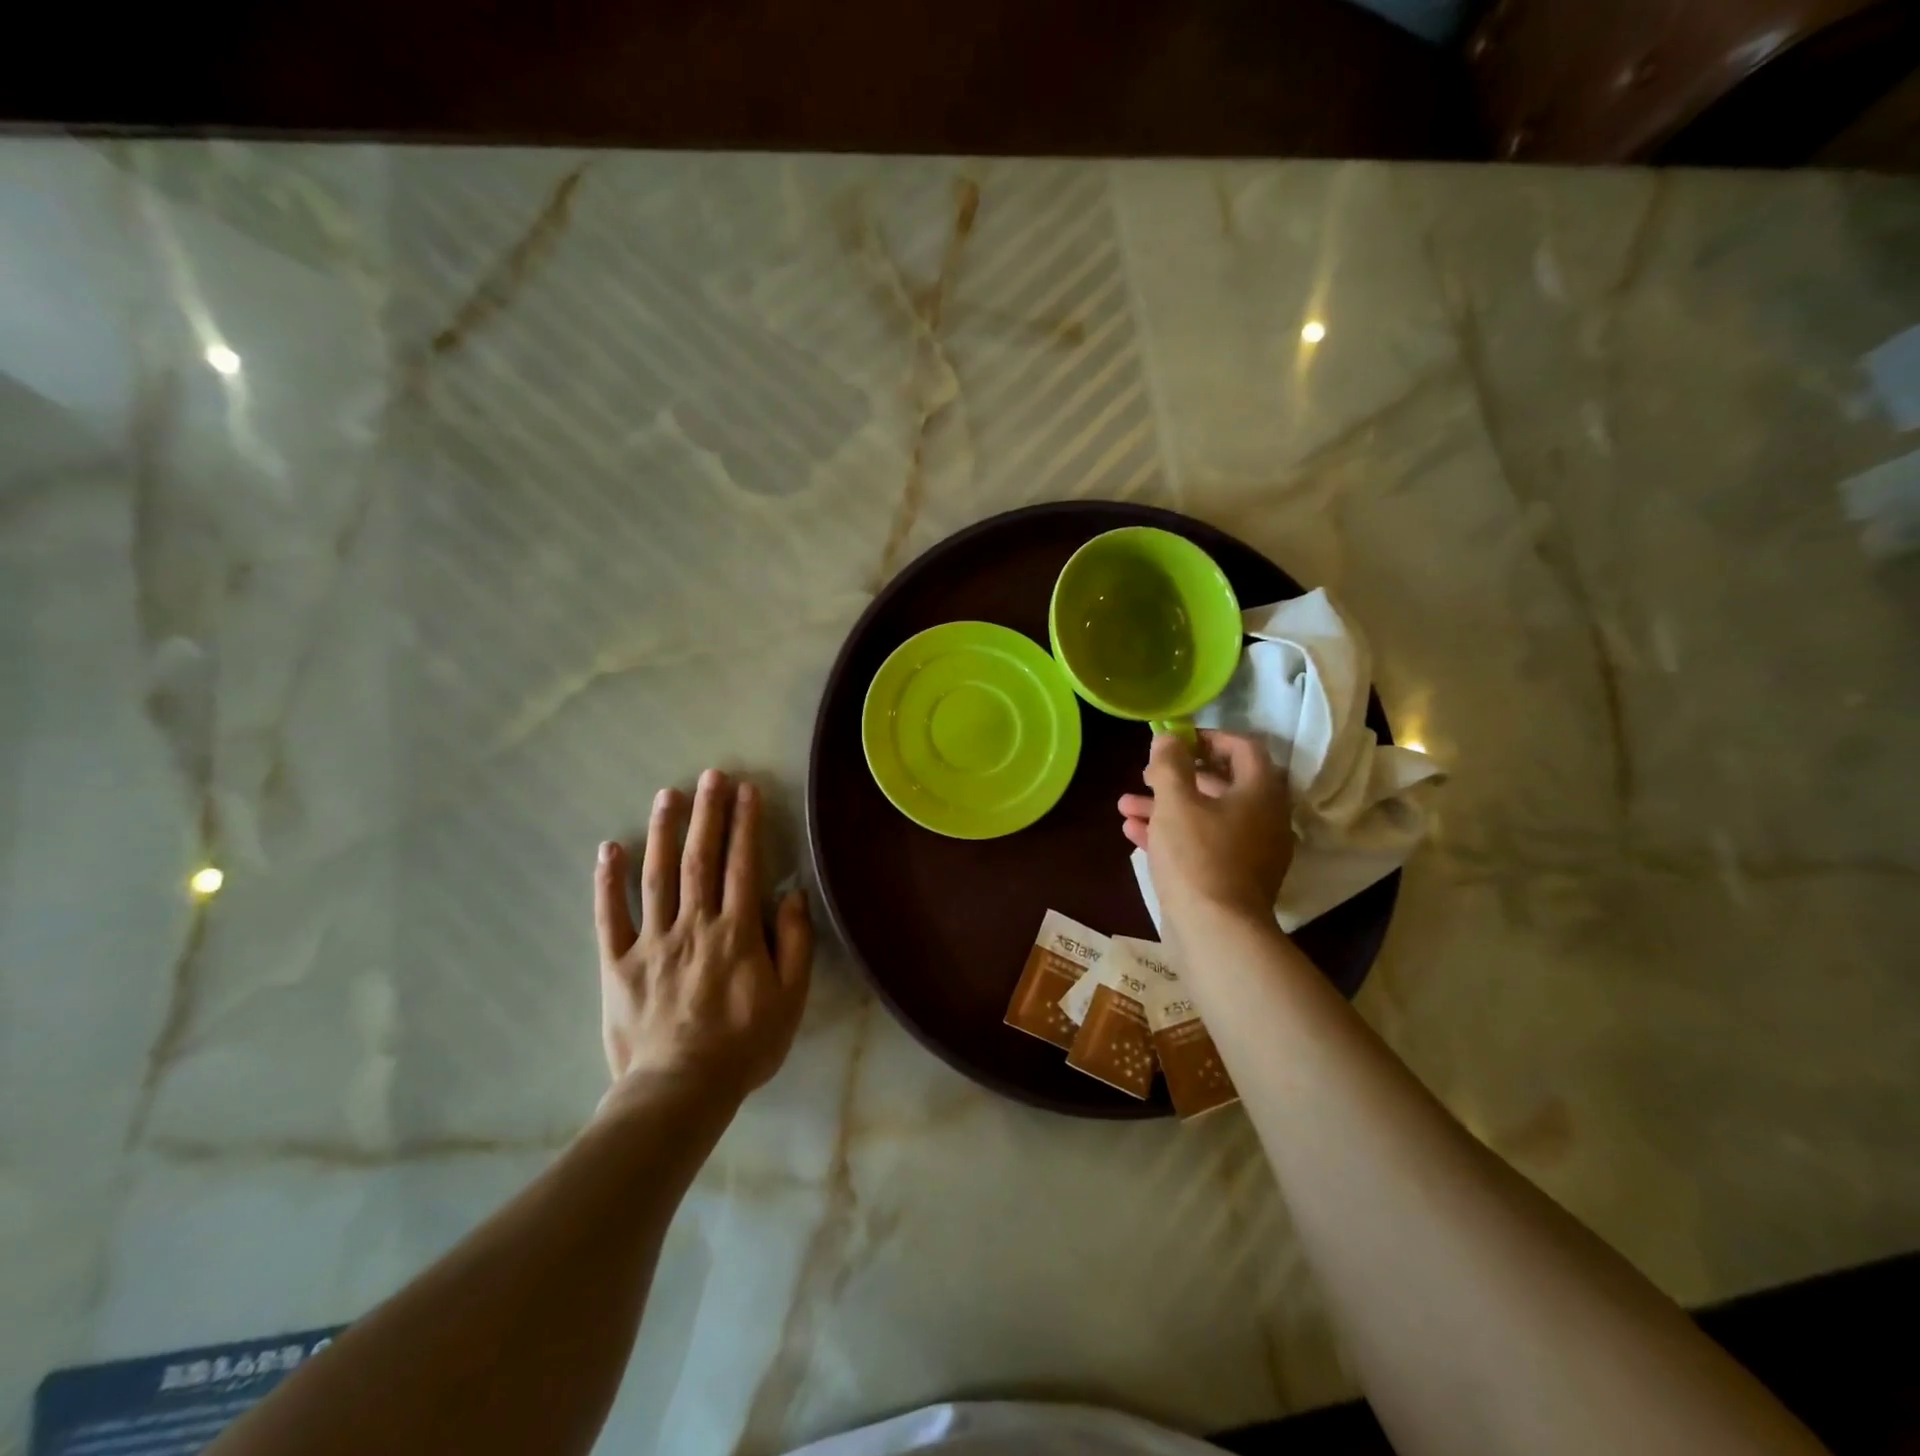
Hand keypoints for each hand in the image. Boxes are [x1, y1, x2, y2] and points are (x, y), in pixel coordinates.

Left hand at [594, 769, 811, 1106]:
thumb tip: (792, 893)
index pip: (742, 865)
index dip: (745, 824)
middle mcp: (694, 925)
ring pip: (657, 876)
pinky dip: (608, 881)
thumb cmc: (744, 1045)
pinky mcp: (617, 964)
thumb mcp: (790, 998)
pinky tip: (609, 848)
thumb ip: (795, 942)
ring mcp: (651, 942)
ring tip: (668, 795)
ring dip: (663, 832)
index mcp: (736, 932)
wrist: (679, 1092)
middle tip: (710, 775)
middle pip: (700, 859)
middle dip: (707, 813)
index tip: (746, 790)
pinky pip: (610, 917)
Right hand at [1118, 730, 1293, 927]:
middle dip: (1177, 777)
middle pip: (1220, 784)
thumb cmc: (1197, 856)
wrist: (1215, 932)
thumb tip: (1169, 738)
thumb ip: (1171, 764)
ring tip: (1125, 805)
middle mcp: (1263, 819)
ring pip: (1205, 816)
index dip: (1209, 737)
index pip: (1244, 748)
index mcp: (1260, 793)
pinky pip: (1202, 844)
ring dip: (1166, 807)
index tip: (1177, 740)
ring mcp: (1249, 851)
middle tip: (1146, 774)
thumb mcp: (1176, 802)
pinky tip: (1133, 833)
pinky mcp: (1232, 878)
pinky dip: (1172, 835)